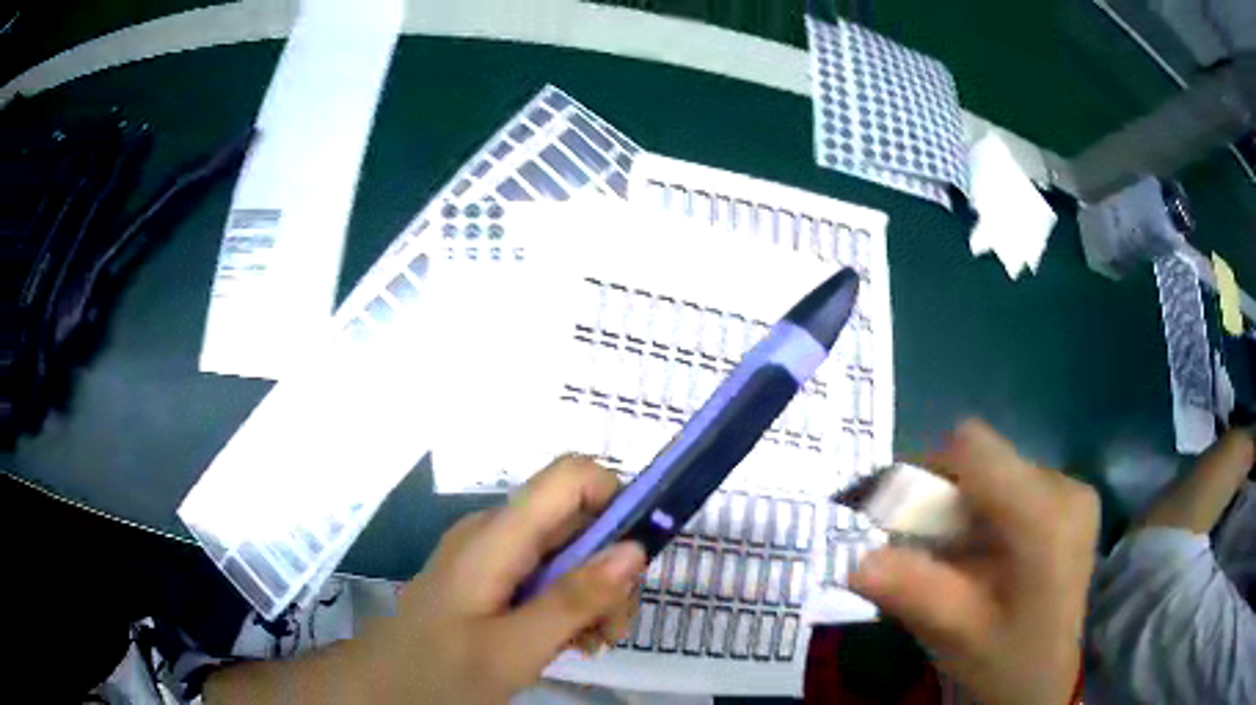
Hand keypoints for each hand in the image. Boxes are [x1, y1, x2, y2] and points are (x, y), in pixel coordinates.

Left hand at [354, 455, 645, 703]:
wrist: (382, 686)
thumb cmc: (439, 672)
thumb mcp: (514, 648)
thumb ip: (574, 600)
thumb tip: (635, 548)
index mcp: (497, 535)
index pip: (572, 475)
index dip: (617, 501)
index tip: (637, 561)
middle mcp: (496, 531)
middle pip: (577, 519)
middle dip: (609, 569)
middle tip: (610, 630)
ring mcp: (491, 555)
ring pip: (566, 551)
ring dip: (592, 594)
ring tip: (589, 644)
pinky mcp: (490, 577)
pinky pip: (544, 574)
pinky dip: (567, 604)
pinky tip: (566, 642)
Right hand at [850, 420, 1097, 704]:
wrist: (1046, 682)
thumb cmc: (1004, 662)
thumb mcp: (954, 634)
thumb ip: (912, 592)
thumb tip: (856, 562)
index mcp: (1044, 515)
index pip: (972, 447)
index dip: (923, 470)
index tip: (896, 516)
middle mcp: (1065, 486)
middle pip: (984, 462)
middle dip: (942, 499)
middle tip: (922, 552)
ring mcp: (1074, 491)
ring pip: (997, 473)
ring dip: (964, 509)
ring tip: (956, 562)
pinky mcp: (1074, 501)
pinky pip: (1014, 486)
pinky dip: (987, 514)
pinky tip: (986, 559)